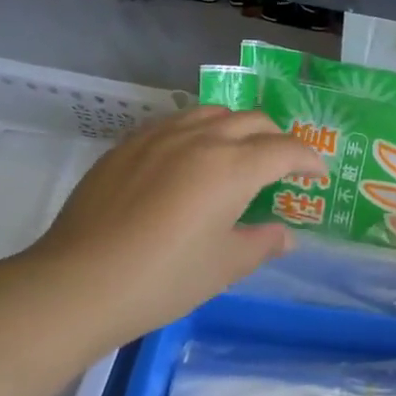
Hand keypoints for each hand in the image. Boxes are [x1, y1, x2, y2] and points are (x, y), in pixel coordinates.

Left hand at [0, 106, 323, 352]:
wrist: (78, 282)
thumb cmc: (163, 279)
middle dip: (277, 138)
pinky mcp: (128, 145)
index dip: (309, 160)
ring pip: (212, 112)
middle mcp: (200, 139)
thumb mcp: (224, 267)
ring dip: (237, 127)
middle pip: (252, 121)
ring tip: (237, 153)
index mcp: (232, 167)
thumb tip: (284, 234)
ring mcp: (159, 136)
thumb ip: (261, 243)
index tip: (318, 175)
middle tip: (282, 166)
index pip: (285, 149)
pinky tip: (190, 158)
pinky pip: (176, 122)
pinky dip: (199, 130)